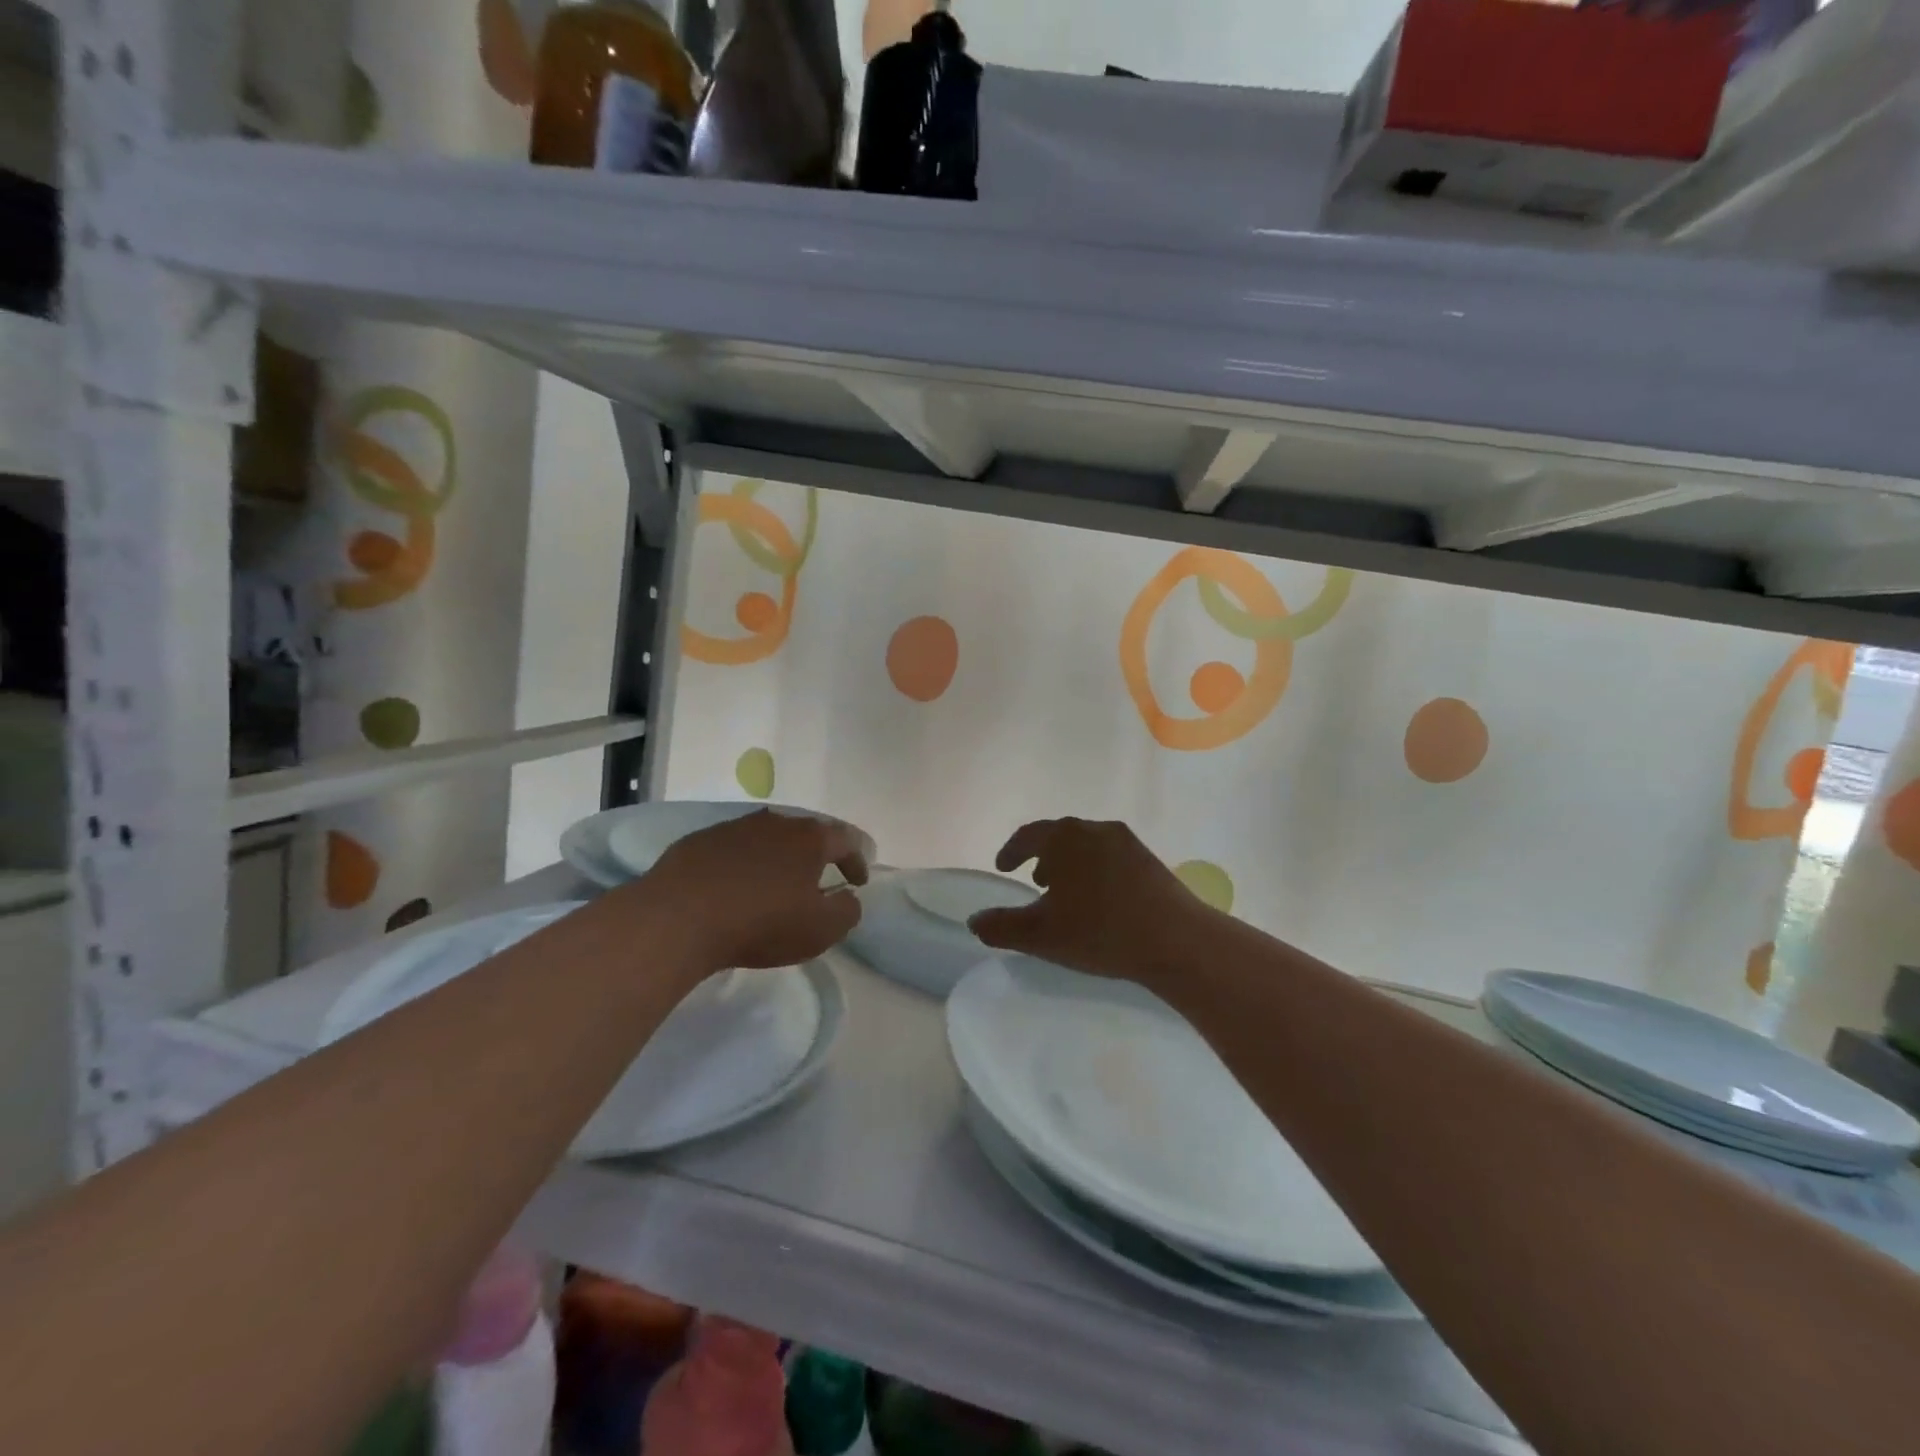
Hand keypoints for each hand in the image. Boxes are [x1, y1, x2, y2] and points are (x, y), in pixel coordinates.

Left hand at [644, 810, 869, 973]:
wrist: (678, 918)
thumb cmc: (760, 922)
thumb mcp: (820, 930)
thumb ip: (846, 911)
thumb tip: (848, 897)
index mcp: (808, 839)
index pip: (845, 840)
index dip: (856, 861)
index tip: (858, 882)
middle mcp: (775, 823)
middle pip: (806, 833)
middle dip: (817, 855)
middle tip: (819, 878)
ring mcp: (734, 828)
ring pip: (767, 837)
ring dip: (778, 857)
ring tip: (775, 883)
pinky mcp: (699, 841)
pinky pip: (733, 849)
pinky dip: (743, 863)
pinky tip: (734, 886)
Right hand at [968, 818, 1210, 987]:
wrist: (1176, 940)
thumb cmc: (1100, 931)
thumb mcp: (1041, 935)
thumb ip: (1001, 927)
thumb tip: (974, 921)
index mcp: (1065, 838)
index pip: (1029, 835)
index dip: (1012, 851)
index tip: (1003, 867)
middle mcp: (1095, 829)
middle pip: (1060, 836)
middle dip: (1042, 856)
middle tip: (1034, 880)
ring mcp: (1127, 842)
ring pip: (1086, 846)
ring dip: (1070, 864)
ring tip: (1066, 893)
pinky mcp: (1150, 860)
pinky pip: (1110, 857)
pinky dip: (1094, 870)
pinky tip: (1100, 901)